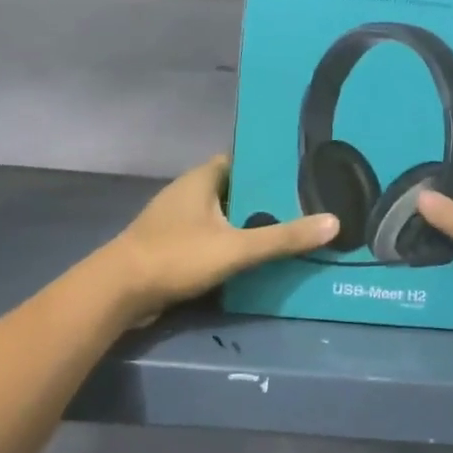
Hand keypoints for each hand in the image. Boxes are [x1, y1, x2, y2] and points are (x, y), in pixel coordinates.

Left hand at [107, 156, 337, 320]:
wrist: (118, 292)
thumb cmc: (176, 256)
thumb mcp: (237, 247)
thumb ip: (284, 237)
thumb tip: (334, 223)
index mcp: (202, 178)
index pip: (242, 160)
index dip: (270, 165)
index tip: (302, 173)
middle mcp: (189, 192)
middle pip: (235, 188)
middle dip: (265, 197)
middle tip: (305, 204)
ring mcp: (177, 220)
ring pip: (223, 215)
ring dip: (248, 223)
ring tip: (289, 229)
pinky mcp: (172, 246)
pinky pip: (210, 237)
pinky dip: (231, 243)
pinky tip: (254, 256)